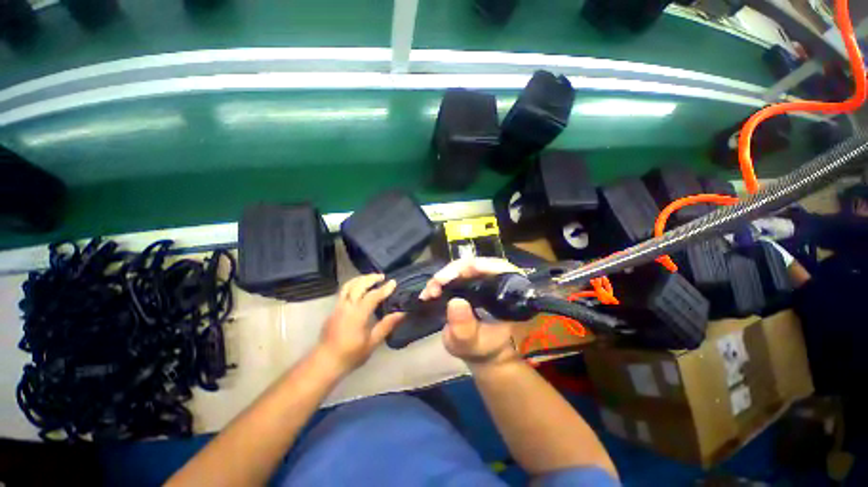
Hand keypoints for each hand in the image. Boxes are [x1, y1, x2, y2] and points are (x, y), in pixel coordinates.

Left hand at [318, 274, 403, 374]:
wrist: (324, 363)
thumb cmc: (350, 355)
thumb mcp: (372, 343)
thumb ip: (386, 326)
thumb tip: (402, 314)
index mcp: (357, 315)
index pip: (372, 296)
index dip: (384, 288)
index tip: (393, 282)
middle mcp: (346, 307)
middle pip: (358, 285)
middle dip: (371, 278)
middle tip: (382, 276)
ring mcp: (337, 307)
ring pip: (348, 285)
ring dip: (360, 279)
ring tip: (371, 278)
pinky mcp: (333, 310)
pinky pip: (343, 291)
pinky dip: (353, 285)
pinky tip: (359, 288)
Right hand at [419, 258, 519, 367]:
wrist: (479, 351)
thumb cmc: (481, 348)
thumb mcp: (472, 344)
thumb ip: (465, 329)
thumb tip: (455, 302)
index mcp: (507, 293)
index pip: (500, 268)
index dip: (481, 266)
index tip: (459, 274)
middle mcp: (495, 281)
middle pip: (476, 264)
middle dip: (453, 271)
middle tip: (436, 284)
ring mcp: (480, 279)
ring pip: (461, 267)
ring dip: (443, 276)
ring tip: (430, 290)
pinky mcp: (467, 281)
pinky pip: (453, 275)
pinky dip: (440, 281)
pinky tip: (429, 291)